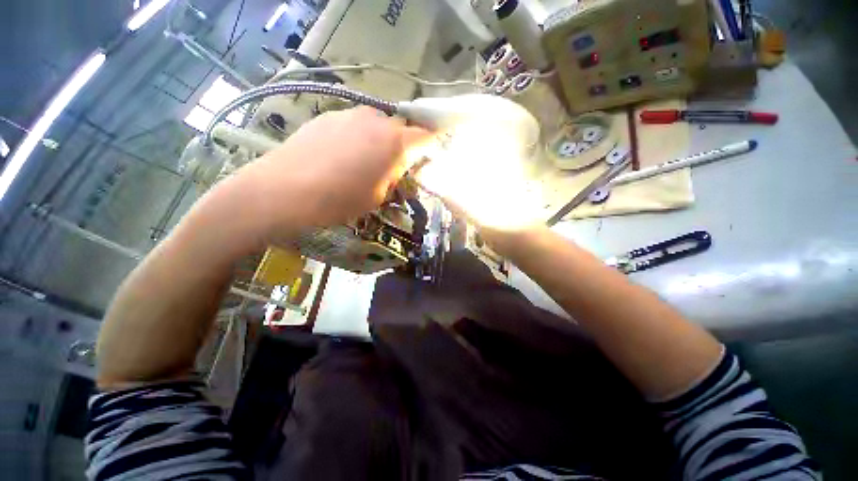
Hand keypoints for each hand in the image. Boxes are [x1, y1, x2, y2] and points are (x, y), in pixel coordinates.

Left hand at [229, 106, 429, 241]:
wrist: (282, 190)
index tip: (428, 157)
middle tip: (392, 166)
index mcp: (394, 143)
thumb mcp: (377, 197)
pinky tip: (340, 157)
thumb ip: (393, 177)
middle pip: (400, 128)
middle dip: (402, 145)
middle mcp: (376, 121)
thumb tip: (397, 167)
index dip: (431, 145)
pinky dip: (356, 137)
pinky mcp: (327, 116)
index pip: (426, 135)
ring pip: (376, 125)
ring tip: (362, 162)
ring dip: (378, 141)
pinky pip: (353, 125)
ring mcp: (349, 114)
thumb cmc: (339, 200)